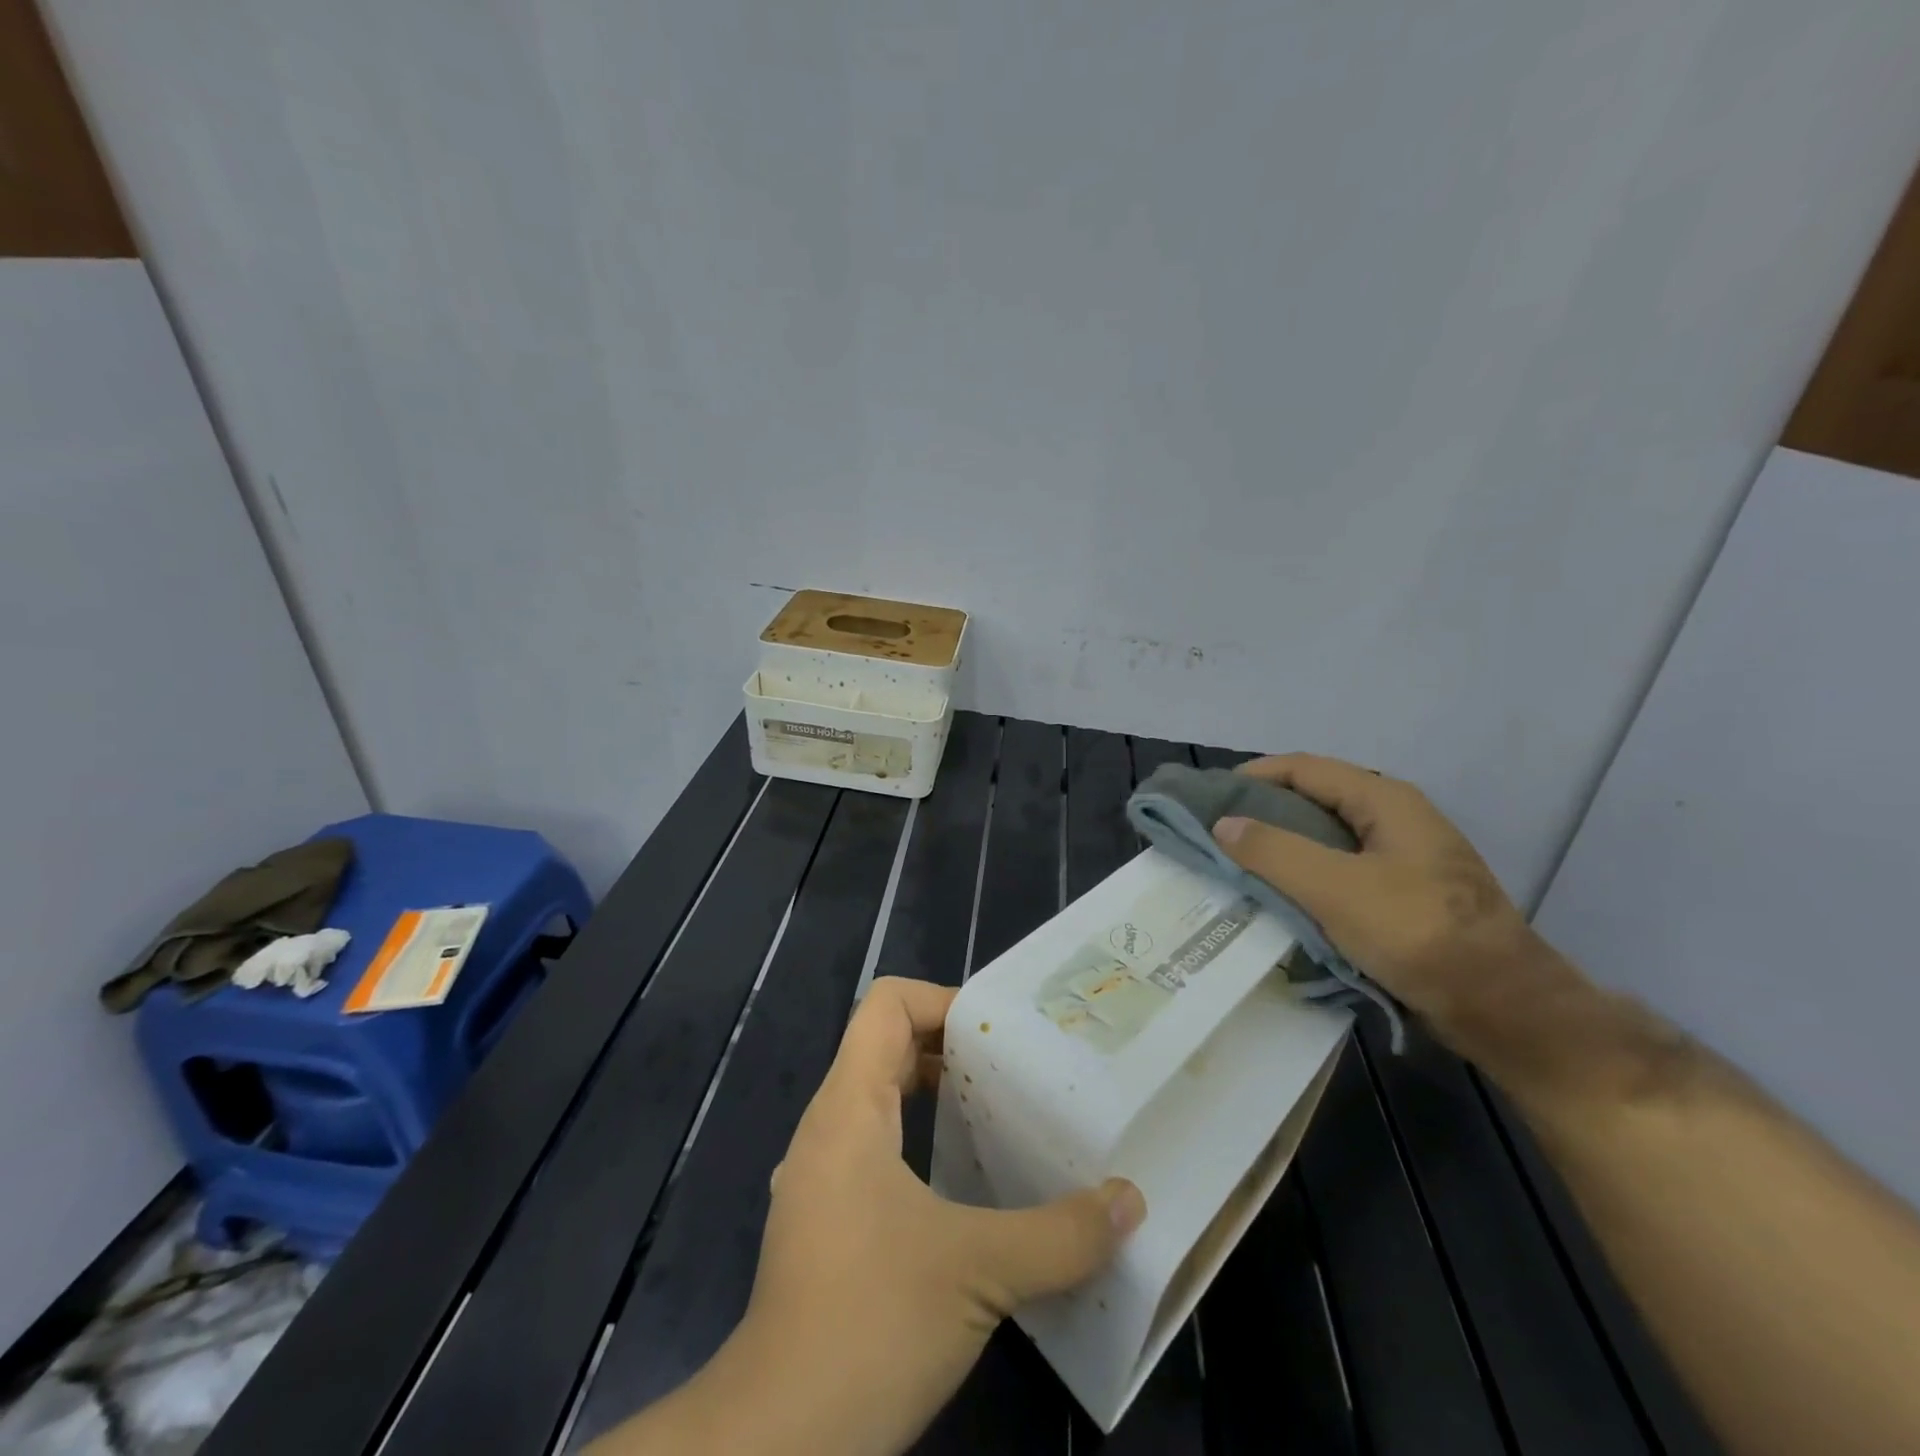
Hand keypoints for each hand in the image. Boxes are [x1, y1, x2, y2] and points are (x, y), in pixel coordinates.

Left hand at [594, 977, 1144, 1455]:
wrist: (780, 1440)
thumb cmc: (871, 1322)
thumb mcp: (978, 1271)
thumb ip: (1060, 1234)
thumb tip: (1128, 1202)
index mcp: (849, 1107)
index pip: (886, 1005)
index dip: (942, 1000)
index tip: (999, 1034)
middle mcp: (828, 1128)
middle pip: (886, 1045)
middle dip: (951, 1046)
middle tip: (1015, 1067)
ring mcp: (822, 1176)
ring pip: (881, 1098)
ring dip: (936, 1094)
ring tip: (999, 1113)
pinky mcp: (827, 1222)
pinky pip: (876, 1147)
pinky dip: (921, 1140)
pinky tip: (966, 1183)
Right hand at [1210, 754, 1585, 1072]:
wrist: (1504, 1007)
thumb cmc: (1418, 934)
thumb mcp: (1335, 888)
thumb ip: (1274, 851)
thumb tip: (1223, 823)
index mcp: (1385, 801)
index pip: (1304, 768)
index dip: (1253, 775)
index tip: (1209, 797)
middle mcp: (1396, 818)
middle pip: (1316, 799)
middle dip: (1264, 811)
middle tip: (1219, 833)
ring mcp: (1405, 858)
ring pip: (1328, 837)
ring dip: (1284, 846)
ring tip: (1240, 863)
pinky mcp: (1407, 894)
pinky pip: (1343, 870)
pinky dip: (1307, 874)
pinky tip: (1284, 896)